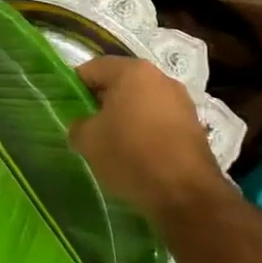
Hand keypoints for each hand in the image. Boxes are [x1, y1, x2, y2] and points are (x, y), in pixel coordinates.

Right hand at [69, 57, 233, 227]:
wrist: (187, 194)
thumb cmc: (131, 155)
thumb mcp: (88, 141)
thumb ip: (78, 125)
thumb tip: (84, 125)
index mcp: (132, 71)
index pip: (93, 68)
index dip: (75, 86)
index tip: (67, 108)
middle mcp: (160, 77)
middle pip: (120, 83)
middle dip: (102, 101)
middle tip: (88, 126)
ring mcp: (181, 100)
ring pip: (142, 101)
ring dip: (126, 115)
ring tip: (113, 143)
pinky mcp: (194, 125)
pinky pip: (159, 119)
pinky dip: (146, 130)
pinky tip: (138, 153)